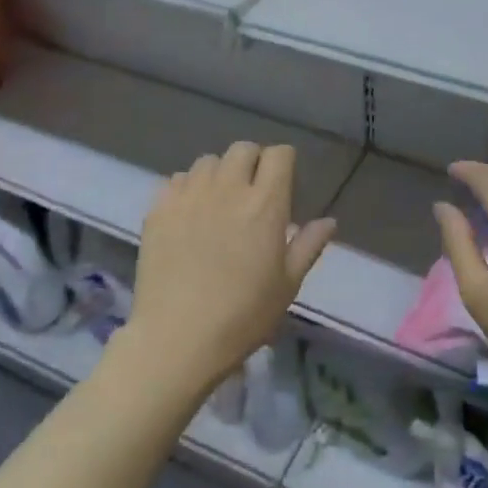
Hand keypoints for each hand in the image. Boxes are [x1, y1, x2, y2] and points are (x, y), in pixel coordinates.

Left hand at [125, 141, 335, 394]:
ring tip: (219, 200)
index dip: (284, 162)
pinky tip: (189, 214)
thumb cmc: (243, 316)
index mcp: (265, 204)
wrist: (177, 339)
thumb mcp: (287, 285)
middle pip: (243, 149)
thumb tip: (329, 221)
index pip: (279, 155)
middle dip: (253, 162)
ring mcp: (190, 196)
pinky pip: (177, 179)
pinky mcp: (159, 209)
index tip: (284, 182)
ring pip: (208, 161)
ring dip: (219, 173)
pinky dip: (188, 188)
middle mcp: (228, 188)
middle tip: (252, 191)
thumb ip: (308, 246)